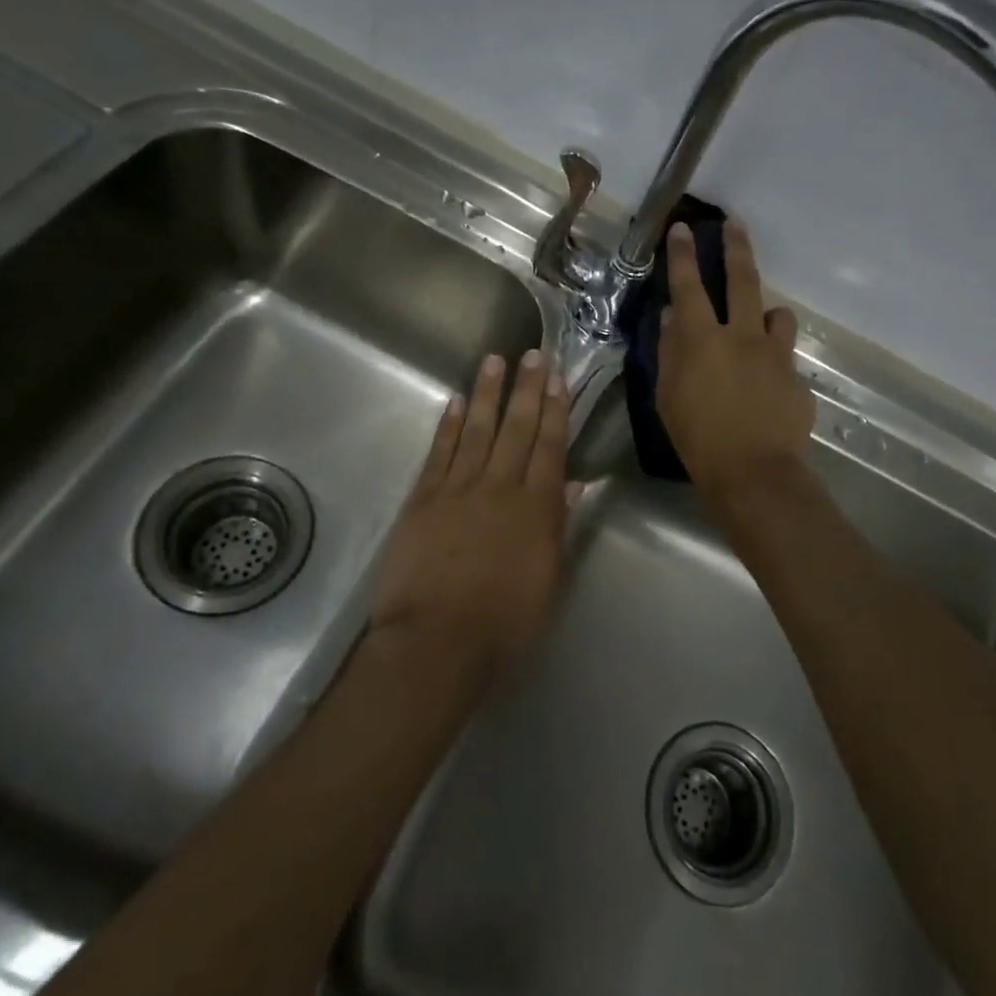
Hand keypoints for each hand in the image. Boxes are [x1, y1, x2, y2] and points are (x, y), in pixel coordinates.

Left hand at [370, 350, 570, 674]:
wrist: (436, 642)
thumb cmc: (504, 621)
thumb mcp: (548, 578)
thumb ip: (558, 525)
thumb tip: (572, 483)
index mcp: (535, 507)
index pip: (549, 446)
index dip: (555, 409)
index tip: (557, 378)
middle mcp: (499, 486)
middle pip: (516, 428)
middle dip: (527, 389)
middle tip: (532, 353)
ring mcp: (457, 488)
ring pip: (478, 429)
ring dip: (487, 393)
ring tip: (495, 360)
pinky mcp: (424, 498)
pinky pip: (440, 451)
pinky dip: (450, 424)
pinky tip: (457, 401)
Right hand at [657, 219, 814, 496]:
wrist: (754, 473)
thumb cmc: (697, 438)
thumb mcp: (667, 396)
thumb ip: (669, 351)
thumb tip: (671, 317)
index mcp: (702, 340)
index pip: (688, 286)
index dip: (683, 255)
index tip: (682, 228)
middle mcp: (742, 336)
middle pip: (742, 280)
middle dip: (736, 247)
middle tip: (735, 224)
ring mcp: (775, 354)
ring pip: (777, 314)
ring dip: (766, 312)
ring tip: (760, 324)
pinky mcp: (796, 377)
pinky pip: (785, 357)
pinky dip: (774, 360)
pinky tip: (766, 387)